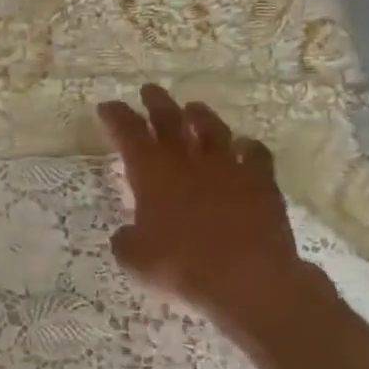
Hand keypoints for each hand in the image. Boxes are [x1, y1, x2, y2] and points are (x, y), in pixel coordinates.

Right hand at [97, 85, 316, 333]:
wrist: (246, 278)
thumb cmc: (180, 265)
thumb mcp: (134, 257)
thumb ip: (127, 240)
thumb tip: (128, 234)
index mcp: (151, 172)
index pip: (128, 133)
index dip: (116, 117)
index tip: (107, 106)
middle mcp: (188, 161)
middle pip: (170, 120)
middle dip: (156, 103)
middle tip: (149, 90)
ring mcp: (228, 168)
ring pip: (212, 129)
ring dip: (200, 116)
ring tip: (193, 108)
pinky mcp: (261, 182)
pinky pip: (255, 153)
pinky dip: (247, 146)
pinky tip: (244, 145)